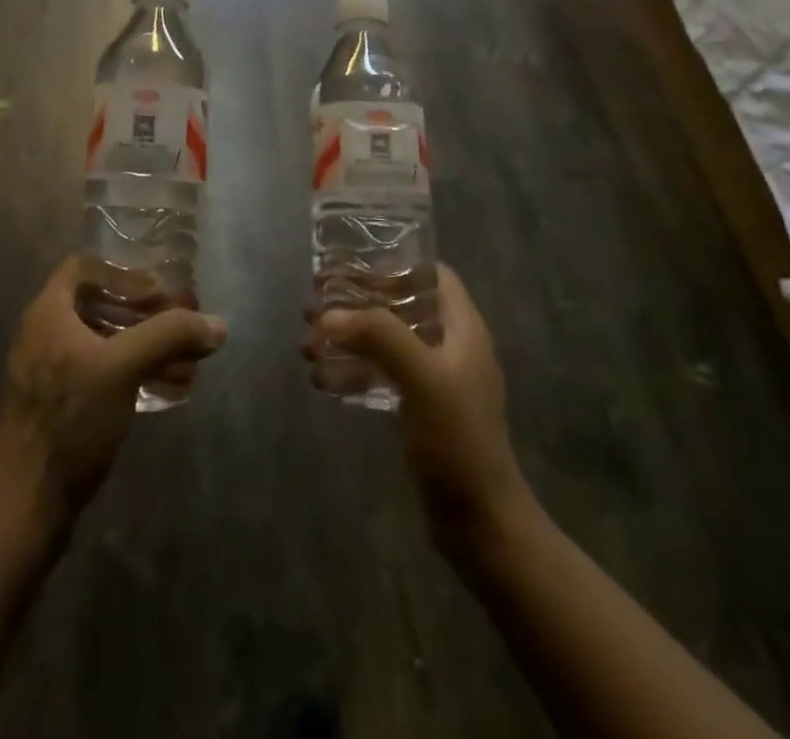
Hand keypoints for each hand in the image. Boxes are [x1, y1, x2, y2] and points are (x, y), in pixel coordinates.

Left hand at [0, 258, 227, 534]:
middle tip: (182, 326)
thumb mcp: (122, 369)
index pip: (84, 267)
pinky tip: (169, 390)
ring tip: (187, 363)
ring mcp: (49, 372)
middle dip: (146, 314)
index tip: (158, 293)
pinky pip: (101, 373)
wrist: (25, 506)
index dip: (124, 273)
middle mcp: (44, 334)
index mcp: (48, 313)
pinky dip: (134, 373)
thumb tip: (217, 324)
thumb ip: (169, 336)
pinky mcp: (59, 405)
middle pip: (100, 305)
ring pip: (105, 342)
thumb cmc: (70, 421)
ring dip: (146, 346)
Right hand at [301, 265, 534, 556]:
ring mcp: (438, 382)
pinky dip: (354, 371)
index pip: (434, 275)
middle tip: (316, 307)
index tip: (352, 267)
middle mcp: (452, 348)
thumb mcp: (422, 379)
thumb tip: (329, 314)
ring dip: (349, 338)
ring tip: (308, 343)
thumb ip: (379, 337)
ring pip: (388, 343)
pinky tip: (322, 379)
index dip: (397, 265)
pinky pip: (383, 377)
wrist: (481, 525)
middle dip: (358, 304)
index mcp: (464, 330)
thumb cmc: (458, 441)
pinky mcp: (422, 412)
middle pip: (402, 307)